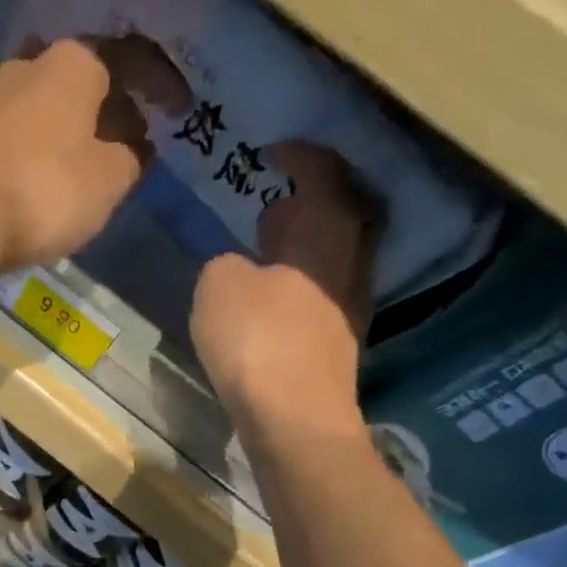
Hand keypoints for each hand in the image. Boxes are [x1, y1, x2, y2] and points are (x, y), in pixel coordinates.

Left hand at [0, 39, 146, 292]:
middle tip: (128, 146)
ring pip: (41, 115)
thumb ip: (131, 157)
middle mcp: (24, 68)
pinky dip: (32, 160)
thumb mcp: (110, 179)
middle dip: (108, 112)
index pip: (131, 59)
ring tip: (83, 173)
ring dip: (66, 139)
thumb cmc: (41, 193)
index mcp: (72, 62)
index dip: (161, 85)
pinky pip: (11, 146)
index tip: (179, 111)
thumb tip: (132, 147)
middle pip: (80, 85)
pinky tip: (36, 189)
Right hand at [191, 142, 379, 430]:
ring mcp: (348, 305)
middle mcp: (349, 262)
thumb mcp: (217, 287)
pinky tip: (272, 294)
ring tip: (270, 243)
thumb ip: (225, 263)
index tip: (275, 149)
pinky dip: (300, 278)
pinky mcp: (336, 342)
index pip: (323, 175)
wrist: (292, 417)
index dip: (301, 156)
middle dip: (315, 198)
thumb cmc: (257, 341)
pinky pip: (323, 288)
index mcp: (326, 234)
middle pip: (344, 213)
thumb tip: (237, 265)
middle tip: (279, 196)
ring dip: (308, 241)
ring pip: (335, 254)